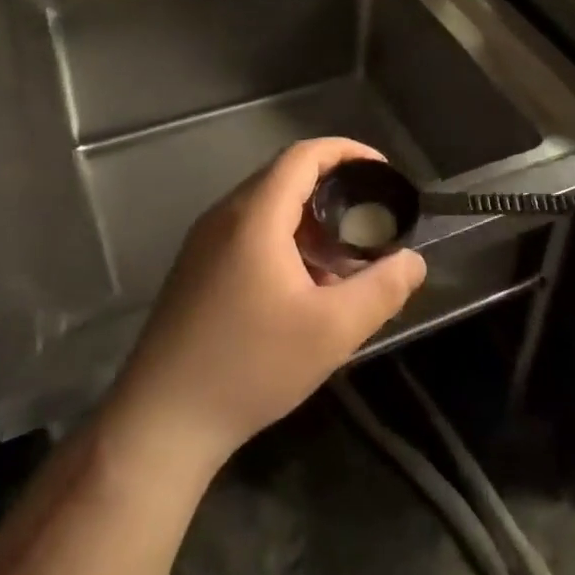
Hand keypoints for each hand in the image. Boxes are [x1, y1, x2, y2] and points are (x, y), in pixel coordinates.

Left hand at [104, 139, 426, 476]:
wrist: (160, 423)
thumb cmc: (250, 367)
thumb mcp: (332, 331)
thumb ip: (382, 289)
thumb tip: (413, 260)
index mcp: (255, 216)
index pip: (304, 155)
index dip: (347, 152)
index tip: (381, 173)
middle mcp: (224, 216)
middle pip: (285, 178)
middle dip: (334, 190)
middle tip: (370, 220)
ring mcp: (204, 243)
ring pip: (267, 209)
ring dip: (310, 221)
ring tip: (343, 259)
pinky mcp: (195, 270)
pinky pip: (248, 234)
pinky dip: (284, 241)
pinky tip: (302, 287)